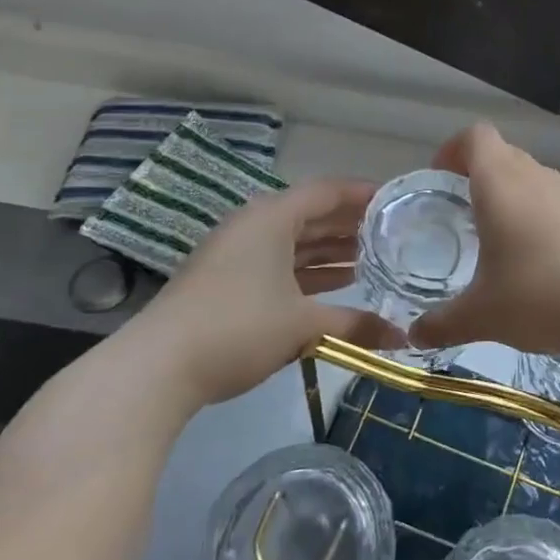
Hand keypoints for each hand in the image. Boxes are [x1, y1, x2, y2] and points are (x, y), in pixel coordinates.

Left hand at [126, 180, 396, 406]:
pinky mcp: (227, 280)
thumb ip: (355, 324)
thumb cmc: (238, 328)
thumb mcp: (302, 325)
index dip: (363, 194)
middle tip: (392, 233)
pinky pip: (279, 263)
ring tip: (372, 259)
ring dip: (330, 249)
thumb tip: (402, 339)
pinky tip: (335, 285)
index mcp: (272, 217)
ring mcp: (237, 253)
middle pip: (311, 214)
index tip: (396, 201)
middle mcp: (254, 225)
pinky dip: (308, 271)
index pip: (327, 191)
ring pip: (294, 241)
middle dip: (350, 224)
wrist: (157, 367)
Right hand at [409, 124, 559, 361]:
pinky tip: (542, 265)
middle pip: (503, 155)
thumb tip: (414, 335)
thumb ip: (442, 323)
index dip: (452, 150)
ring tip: (499, 244)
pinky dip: (541, 219)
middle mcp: (537, 177)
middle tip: (461, 214)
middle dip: (477, 177)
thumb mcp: (483, 316)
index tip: (438, 180)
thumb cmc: (543, 296)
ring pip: (532, 180)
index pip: (475, 136)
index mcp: (502, 183)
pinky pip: (557, 204)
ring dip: (512, 198)